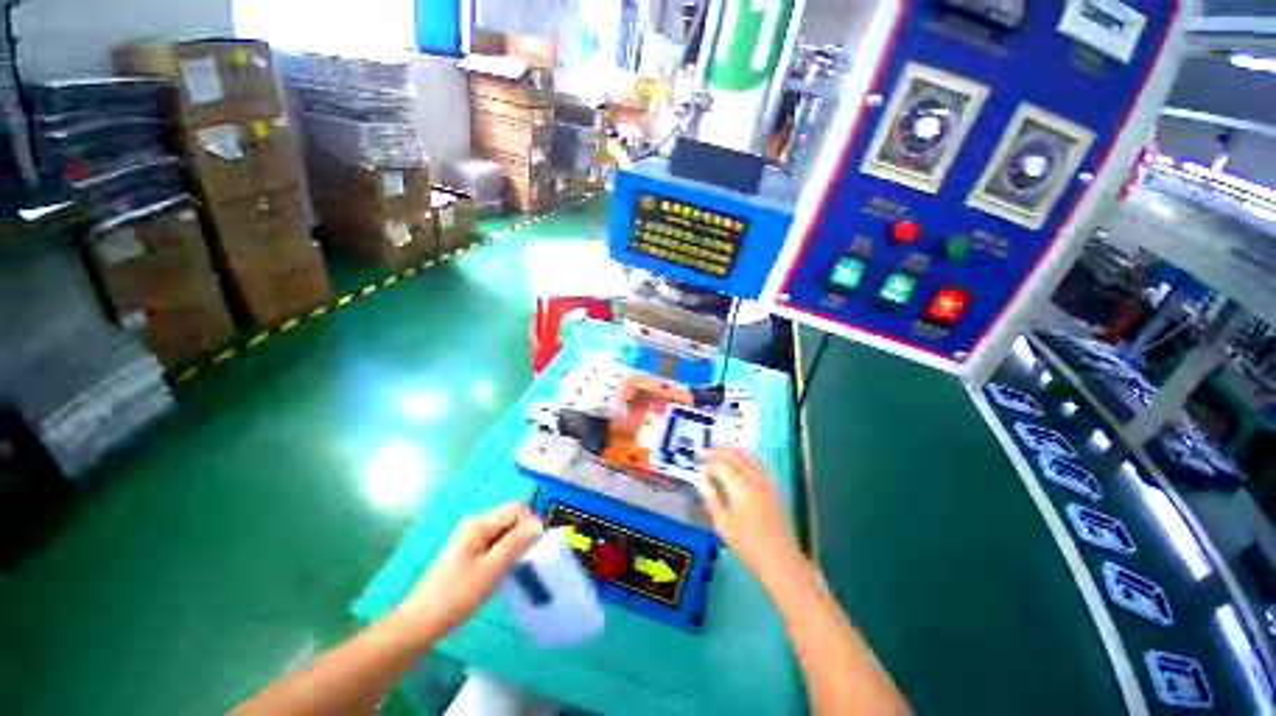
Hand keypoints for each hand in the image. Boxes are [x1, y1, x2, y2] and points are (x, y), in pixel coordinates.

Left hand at [394, 504, 543, 640]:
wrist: (420, 623)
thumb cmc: (456, 596)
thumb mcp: (491, 569)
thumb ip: (516, 543)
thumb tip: (540, 524)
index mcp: (479, 523)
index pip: (517, 509)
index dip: (530, 524)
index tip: (532, 549)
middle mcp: (475, 524)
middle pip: (511, 518)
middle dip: (522, 535)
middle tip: (521, 561)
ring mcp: (471, 537)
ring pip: (505, 531)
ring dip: (513, 546)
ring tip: (510, 569)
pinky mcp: (469, 551)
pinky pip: (496, 542)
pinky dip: (503, 553)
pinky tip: (500, 572)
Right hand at [698, 448, 804, 583]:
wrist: (780, 559)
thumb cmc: (748, 545)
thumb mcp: (724, 525)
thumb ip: (712, 500)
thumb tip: (702, 482)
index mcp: (741, 487)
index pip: (721, 466)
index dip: (708, 465)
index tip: (698, 468)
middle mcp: (754, 479)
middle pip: (735, 456)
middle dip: (717, 451)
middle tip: (703, 451)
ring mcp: (766, 481)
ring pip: (748, 455)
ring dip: (732, 449)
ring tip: (718, 449)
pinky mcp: (773, 486)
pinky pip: (758, 462)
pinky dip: (745, 455)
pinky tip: (739, 460)